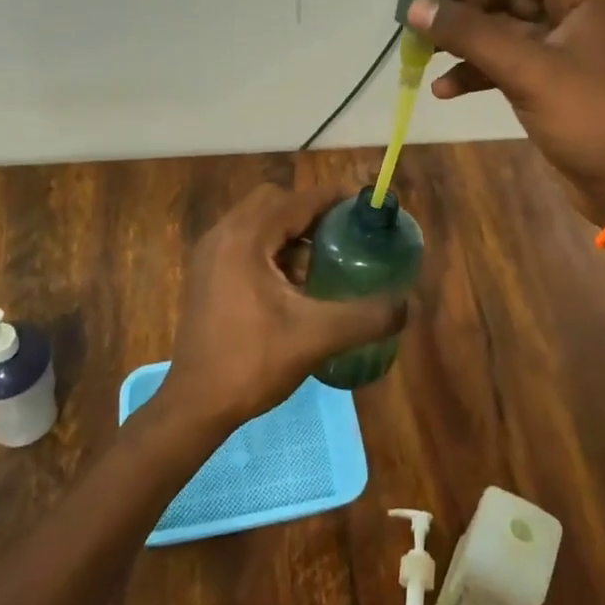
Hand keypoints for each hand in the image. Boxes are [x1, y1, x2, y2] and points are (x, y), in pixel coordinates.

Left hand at [165, 184, 404, 429]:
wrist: (194, 406)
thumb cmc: (252, 362)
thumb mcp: (317, 337)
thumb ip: (366, 316)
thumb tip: (409, 303)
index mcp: (245, 238)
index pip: (297, 201)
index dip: (334, 199)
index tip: (364, 205)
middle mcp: (222, 235)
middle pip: (274, 202)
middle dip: (310, 212)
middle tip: (341, 235)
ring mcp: (208, 255)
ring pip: (257, 222)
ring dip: (289, 232)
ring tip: (321, 263)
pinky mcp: (204, 275)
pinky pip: (244, 242)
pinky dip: (271, 249)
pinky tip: (291, 285)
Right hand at [407, 0, 604, 223]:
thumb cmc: (589, 117)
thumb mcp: (528, 70)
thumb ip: (470, 33)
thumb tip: (415, 6)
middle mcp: (574, 10)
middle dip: (459, 5)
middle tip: (411, 16)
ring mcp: (562, 47)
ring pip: (501, 28)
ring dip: (462, 39)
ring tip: (417, 51)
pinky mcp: (550, 79)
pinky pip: (505, 62)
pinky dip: (476, 71)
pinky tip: (443, 89)